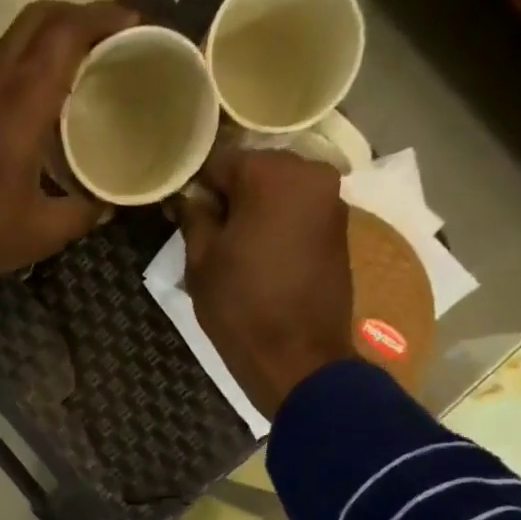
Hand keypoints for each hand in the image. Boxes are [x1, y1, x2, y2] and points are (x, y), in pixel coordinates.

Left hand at [0, 0, 135, 280]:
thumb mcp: (45, 230)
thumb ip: (83, 213)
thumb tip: (107, 206)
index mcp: (24, 99)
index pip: (67, 31)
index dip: (103, 17)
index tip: (132, 24)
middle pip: (38, 18)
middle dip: (75, 15)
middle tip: (105, 37)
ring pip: (10, 36)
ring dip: (44, 34)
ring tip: (70, 60)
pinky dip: (20, 58)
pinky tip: (33, 93)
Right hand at [177, 147, 355, 416]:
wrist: (298, 358)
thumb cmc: (241, 306)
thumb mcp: (201, 261)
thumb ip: (194, 217)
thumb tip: (187, 197)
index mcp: (272, 173)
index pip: (219, 161)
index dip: (195, 186)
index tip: (180, 212)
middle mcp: (311, 173)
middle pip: (254, 170)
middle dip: (229, 195)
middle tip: (204, 231)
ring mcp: (332, 200)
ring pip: (278, 191)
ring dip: (254, 210)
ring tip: (231, 247)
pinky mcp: (340, 228)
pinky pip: (297, 212)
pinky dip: (277, 224)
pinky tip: (259, 254)